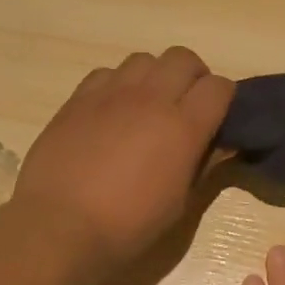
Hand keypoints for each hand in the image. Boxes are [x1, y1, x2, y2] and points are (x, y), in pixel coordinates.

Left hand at [12, 47, 234, 272]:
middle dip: (193, 77)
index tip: (217, 118)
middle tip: (185, 107)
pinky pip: (107, 73)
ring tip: (147, 106)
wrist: (60, 226)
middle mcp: (150, 98)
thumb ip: (202, 165)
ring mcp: (111, 94)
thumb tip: (221, 145)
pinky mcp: (78, 98)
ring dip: (155, 76)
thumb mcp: (179, 204)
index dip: (223, 99)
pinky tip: (112, 112)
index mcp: (183, 127)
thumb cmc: (128, 225)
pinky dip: (118, 84)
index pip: (219, 87)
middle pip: (183, 58)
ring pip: (144, 59)